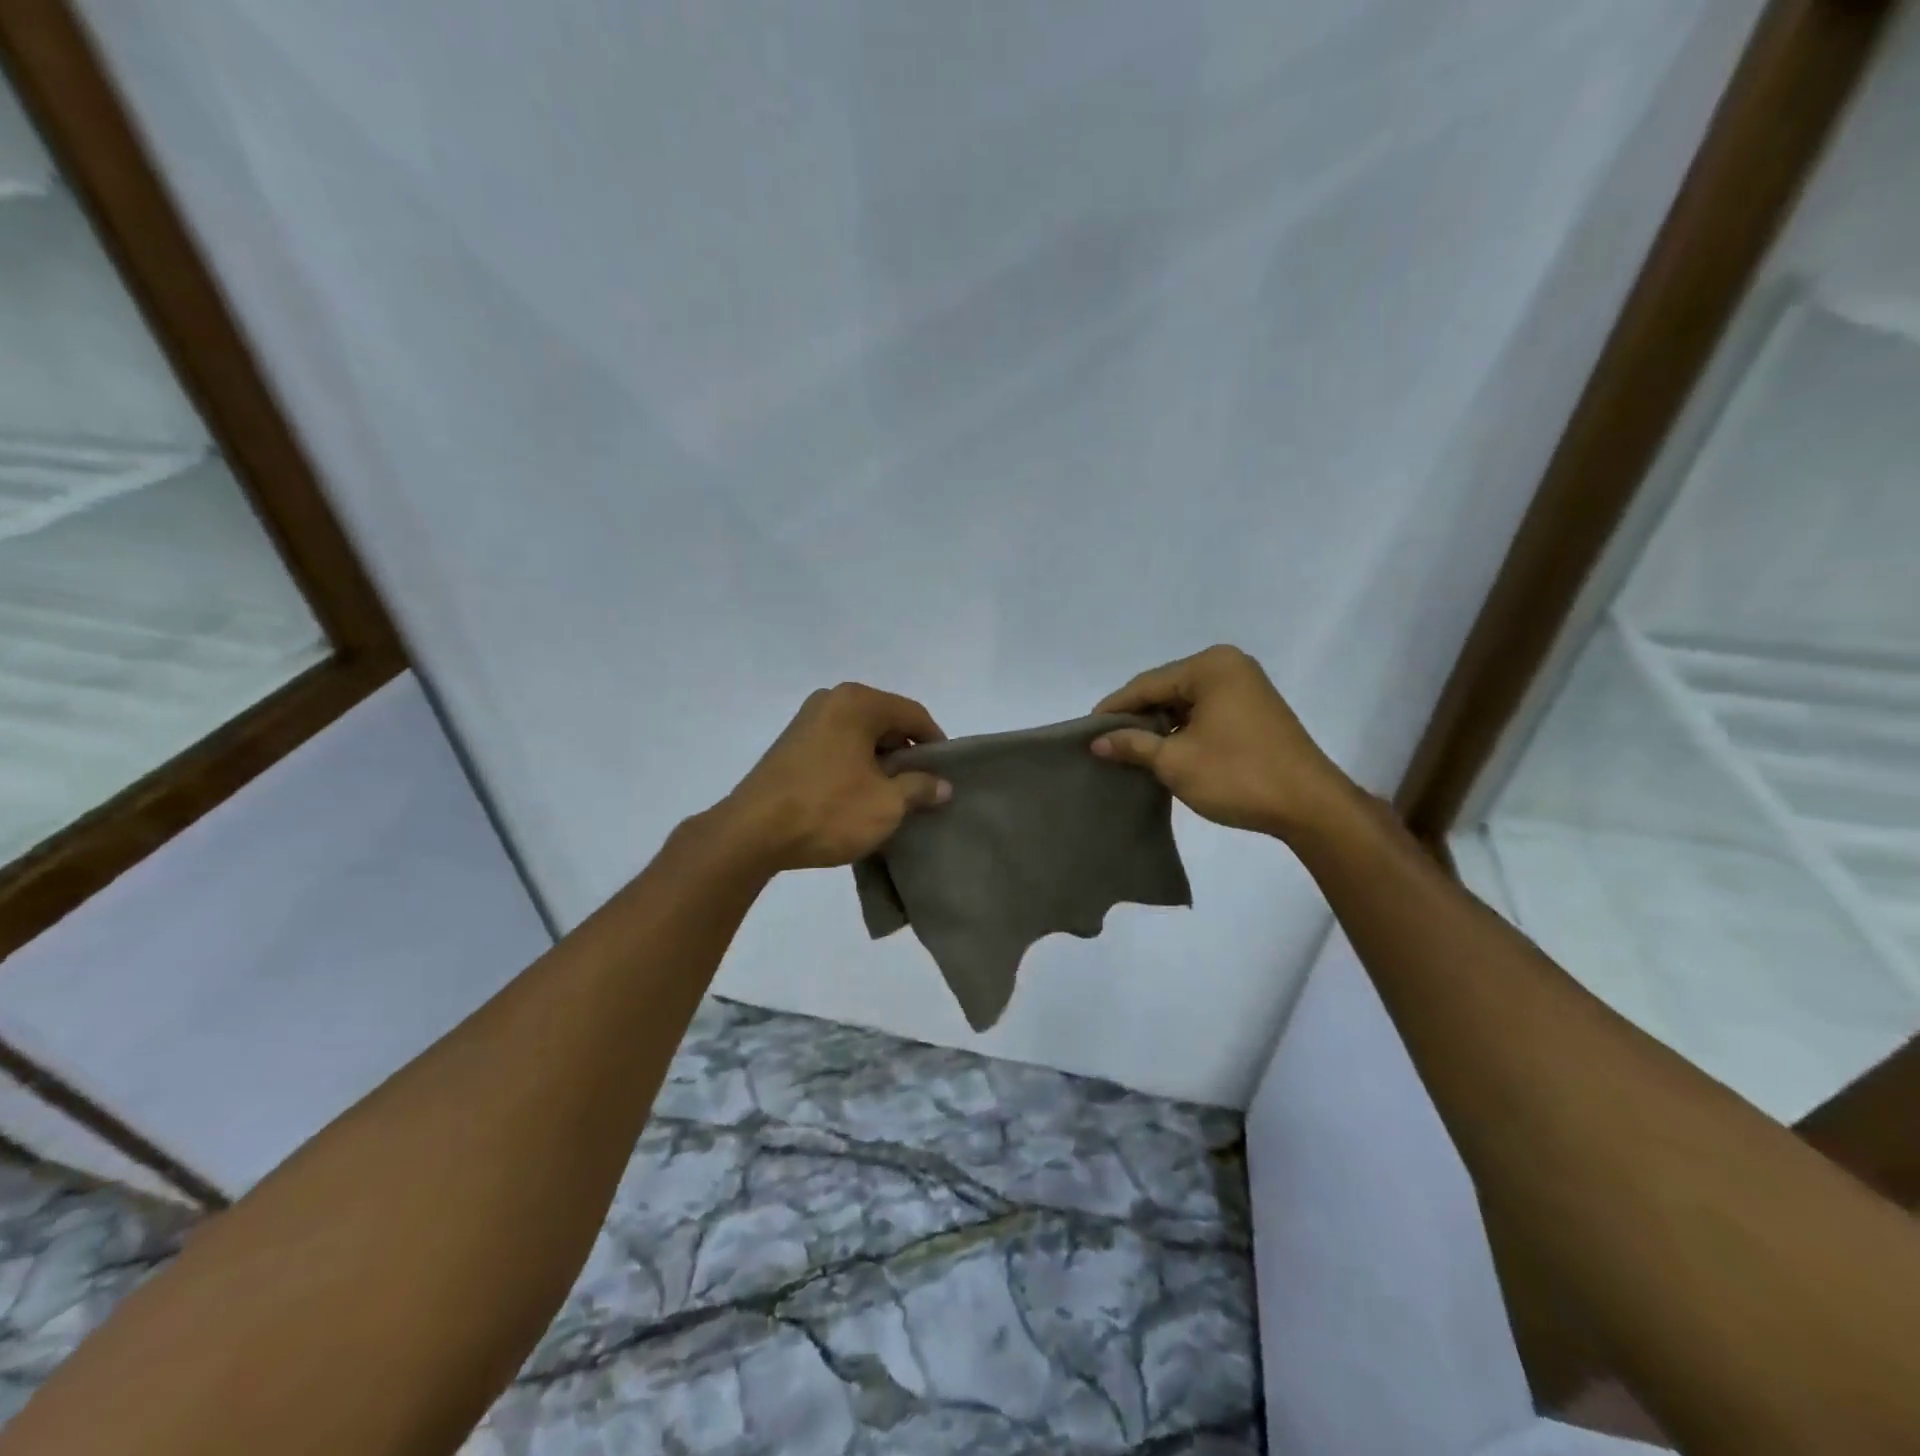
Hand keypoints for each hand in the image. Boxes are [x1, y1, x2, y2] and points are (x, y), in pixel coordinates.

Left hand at [716, 683, 950, 871]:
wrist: (753, 833)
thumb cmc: (828, 810)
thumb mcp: (886, 804)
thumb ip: (920, 788)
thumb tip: (943, 784)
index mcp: (858, 702)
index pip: (913, 715)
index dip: (936, 744)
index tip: (946, 774)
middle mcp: (831, 700)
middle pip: (886, 722)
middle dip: (906, 754)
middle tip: (921, 789)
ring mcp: (806, 721)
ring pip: (860, 736)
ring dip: (880, 763)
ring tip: (892, 797)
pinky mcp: (790, 745)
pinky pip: (838, 747)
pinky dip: (855, 766)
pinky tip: (859, 797)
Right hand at [1090, 645, 1352, 839]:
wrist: (1310, 806)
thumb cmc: (1238, 775)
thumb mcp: (1176, 761)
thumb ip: (1133, 745)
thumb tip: (1096, 742)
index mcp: (1210, 666)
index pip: (1146, 684)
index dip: (1114, 709)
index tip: (1086, 732)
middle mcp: (1229, 666)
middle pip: (1165, 689)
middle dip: (1136, 718)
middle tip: (1105, 744)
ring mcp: (1245, 687)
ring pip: (1184, 703)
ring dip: (1159, 727)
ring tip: (1128, 752)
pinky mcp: (1254, 710)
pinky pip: (1205, 713)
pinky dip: (1182, 730)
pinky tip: (1163, 751)